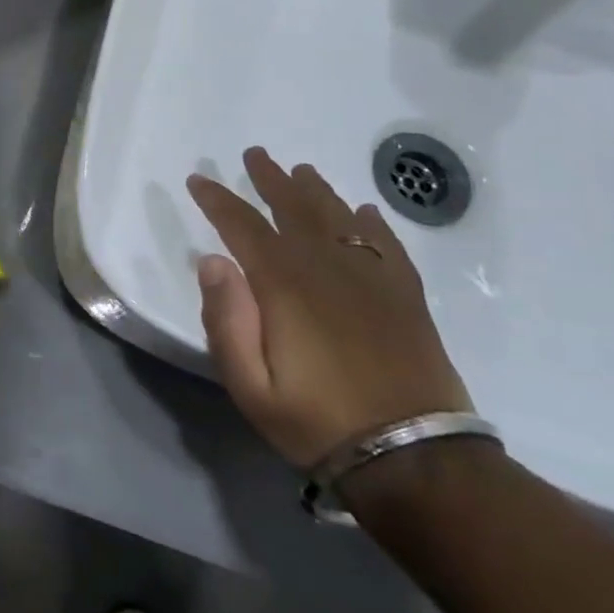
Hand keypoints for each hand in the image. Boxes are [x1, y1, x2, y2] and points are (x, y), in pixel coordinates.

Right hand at [186, 148, 472, 469]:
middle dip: (270, 179)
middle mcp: (328, 267)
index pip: (243, 226)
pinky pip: (386, 245)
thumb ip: (226, 320)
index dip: (217, 200)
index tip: (198, 180)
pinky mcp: (405, 298)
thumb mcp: (250, 385)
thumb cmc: (317, 420)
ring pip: (339, 218)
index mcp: (285, 285)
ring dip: (316, 191)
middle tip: (254, 154)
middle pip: (294, 209)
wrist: (415, 458)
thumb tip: (212, 261)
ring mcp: (372, 279)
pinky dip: (371, 223)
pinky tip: (363, 212)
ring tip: (301, 171)